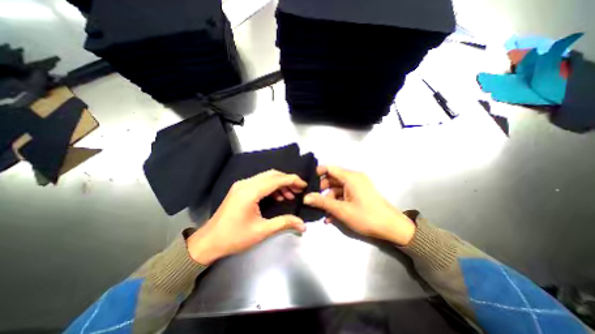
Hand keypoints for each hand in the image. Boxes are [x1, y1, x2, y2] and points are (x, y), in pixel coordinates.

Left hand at [185, 171, 306, 263]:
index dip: (292, 180)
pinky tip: (278, 196)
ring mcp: (241, 185)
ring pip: (266, 177)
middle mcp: (245, 184)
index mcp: (250, 192)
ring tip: (290, 195)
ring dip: (280, 184)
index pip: (276, 179)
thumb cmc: (234, 237)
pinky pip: (260, 182)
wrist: (209, 242)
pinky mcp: (240, 189)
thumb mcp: (262, 231)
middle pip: (272, 175)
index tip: (304, 185)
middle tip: (299, 190)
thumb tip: (303, 224)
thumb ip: (284, 223)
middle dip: (287, 180)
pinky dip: (271, 187)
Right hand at [303, 165, 414, 246]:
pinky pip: (344, 194)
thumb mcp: (341, 210)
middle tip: (312, 200)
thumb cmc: (366, 217)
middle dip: (322, 190)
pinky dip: (337, 202)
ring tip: (322, 212)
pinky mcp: (360, 193)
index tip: (308, 182)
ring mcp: (358, 186)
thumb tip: (305, 198)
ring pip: (338, 188)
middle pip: (333, 179)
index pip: (330, 168)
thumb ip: (322, 202)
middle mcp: (354, 178)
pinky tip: (331, 216)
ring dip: (329, 199)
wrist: (392, 228)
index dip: (318, 173)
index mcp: (351, 177)